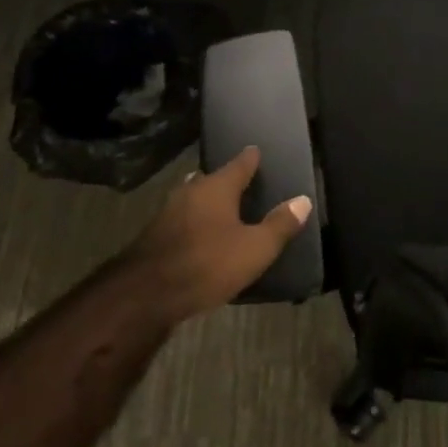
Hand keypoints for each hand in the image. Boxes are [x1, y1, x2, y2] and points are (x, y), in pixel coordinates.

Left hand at [125, 147, 311, 324]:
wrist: (144, 296)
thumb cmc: (207, 263)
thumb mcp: (255, 248)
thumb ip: (280, 224)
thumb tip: (303, 200)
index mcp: (217, 187)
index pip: (239, 163)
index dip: (251, 158)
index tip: (257, 151)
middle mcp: (191, 191)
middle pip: (212, 179)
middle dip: (225, 180)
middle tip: (242, 183)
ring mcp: (168, 213)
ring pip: (193, 198)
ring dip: (206, 202)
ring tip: (222, 209)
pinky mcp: (154, 237)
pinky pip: (181, 220)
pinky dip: (194, 222)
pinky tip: (199, 236)